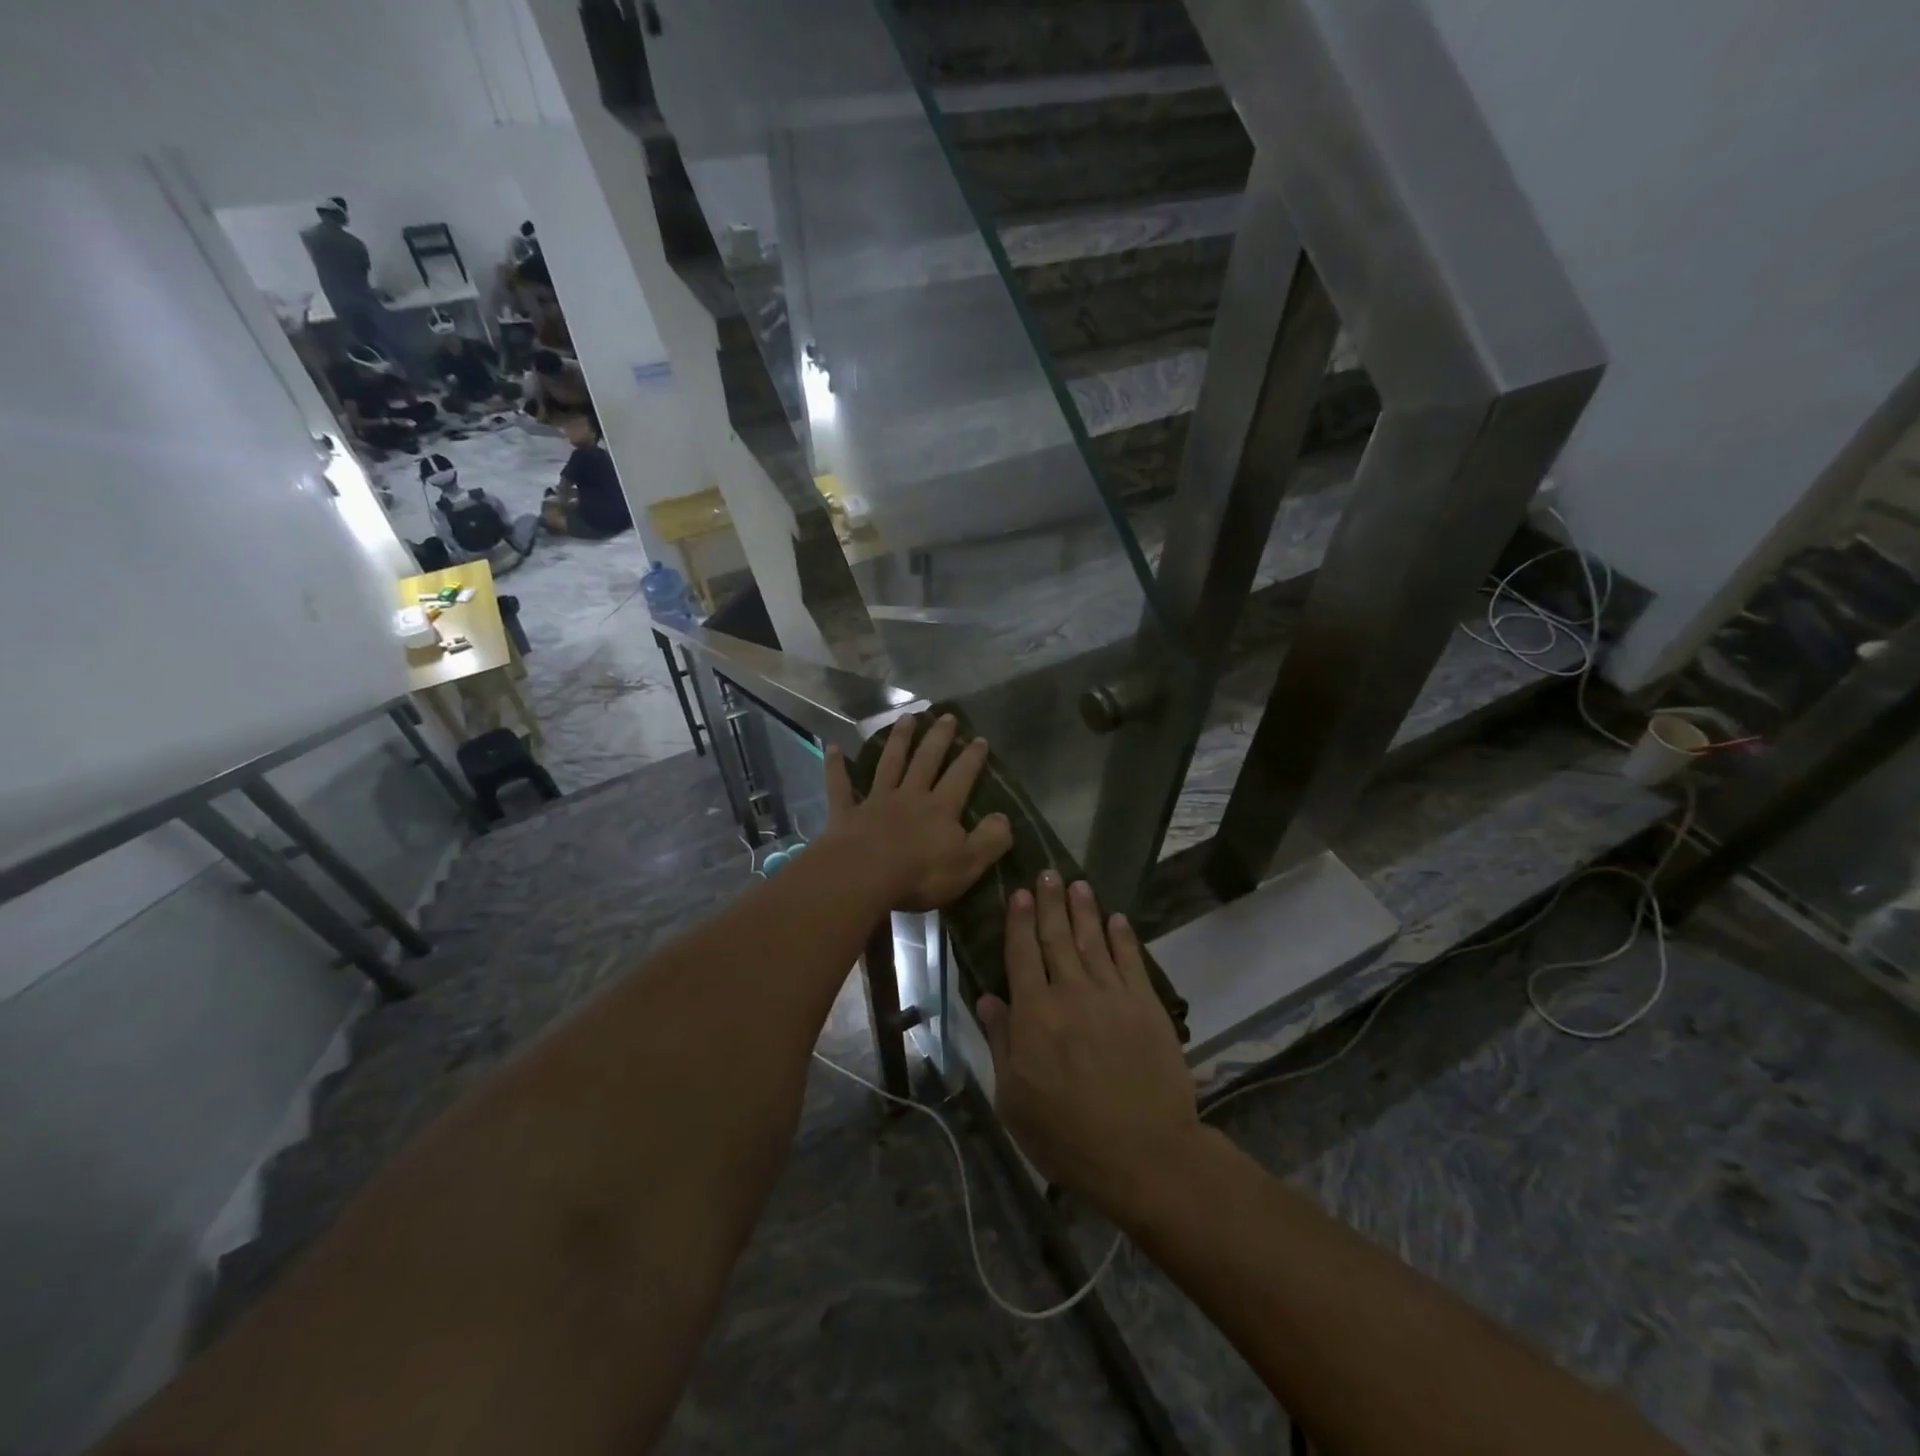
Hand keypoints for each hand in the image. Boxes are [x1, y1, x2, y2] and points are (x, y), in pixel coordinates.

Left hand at [824, 713, 1012, 912]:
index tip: (979, 739)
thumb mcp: (967, 863)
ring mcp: (876, 801)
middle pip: (926, 761)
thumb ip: (990, 839)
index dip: (972, 758)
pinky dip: (836, 766)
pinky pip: (840, 786)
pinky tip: (833, 747)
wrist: (862, 877)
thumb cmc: (919, 875)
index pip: (961, 777)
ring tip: (906, 718)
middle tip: (946, 716)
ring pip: (889, 764)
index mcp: (940, 809)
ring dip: (898, 740)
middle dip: (937, 738)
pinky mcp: (846, 813)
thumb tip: (1003, 818)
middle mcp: (910, 796)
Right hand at [978, 874, 1204, 1225]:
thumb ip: (1000, 1043)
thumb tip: (985, 999)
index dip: (1020, 921)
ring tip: (1078, 884)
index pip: (1022, 954)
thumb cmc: (1067, 1136)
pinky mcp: (1146, 1006)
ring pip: (1093, 941)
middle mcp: (1071, 993)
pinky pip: (1131, 961)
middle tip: (1047, 872)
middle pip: (1057, 937)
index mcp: (1034, 1014)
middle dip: (1051, 902)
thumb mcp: (1014, 1100)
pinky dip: (1123, 937)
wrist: (1144, 1155)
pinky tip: (1117, 919)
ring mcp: (1113, 996)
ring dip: (1084, 910)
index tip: (1020, 892)